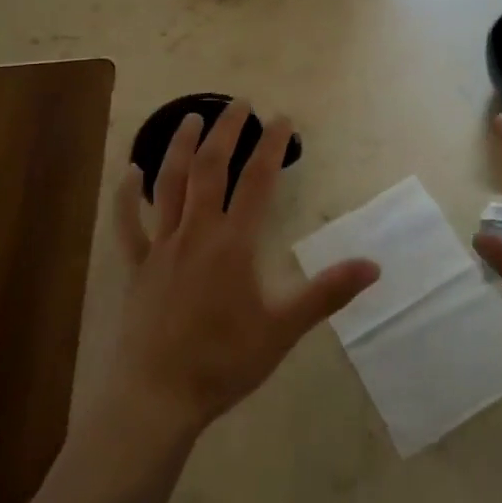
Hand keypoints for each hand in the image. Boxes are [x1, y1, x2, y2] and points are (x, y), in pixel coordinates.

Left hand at [103, 100, 379, 442]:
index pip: (257, 180)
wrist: (157, 398)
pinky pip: (128, 225)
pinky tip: (130, 171)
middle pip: (210, 169)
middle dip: (225, 132)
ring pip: (169, 185)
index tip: (282, 117)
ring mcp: (161, 247)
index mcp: (233, 243)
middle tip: (239, 103)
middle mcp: (196, 233)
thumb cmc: (224, 361)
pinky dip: (127, 196)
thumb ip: (327, 292)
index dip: (270, 145)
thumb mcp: (283, 329)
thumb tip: (374, 265)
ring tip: (190, 118)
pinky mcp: (135, 268)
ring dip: (180, 148)